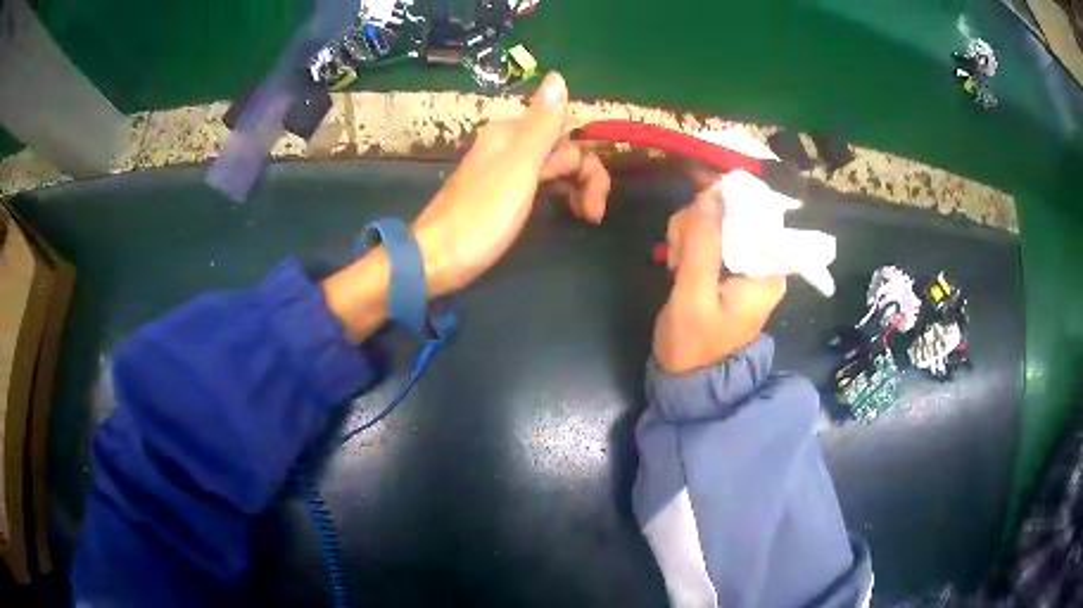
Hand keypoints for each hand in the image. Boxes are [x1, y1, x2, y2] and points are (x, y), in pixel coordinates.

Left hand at [412, 71, 610, 296]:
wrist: (435, 259)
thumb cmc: (481, 217)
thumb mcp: (518, 168)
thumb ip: (541, 125)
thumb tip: (558, 76)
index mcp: (512, 134)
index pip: (568, 138)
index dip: (588, 167)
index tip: (595, 204)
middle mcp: (507, 144)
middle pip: (562, 151)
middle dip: (585, 179)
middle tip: (593, 216)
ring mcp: (502, 168)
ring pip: (553, 167)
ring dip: (575, 188)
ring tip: (585, 217)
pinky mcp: (498, 192)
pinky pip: (538, 182)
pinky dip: (556, 193)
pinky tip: (564, 210)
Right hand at [653, 189, 785, 373]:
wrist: (687, 377)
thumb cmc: (694, 344)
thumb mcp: (694, 295)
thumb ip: (701, 246)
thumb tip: (708, 195)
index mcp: (767, 271)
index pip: (756, 215)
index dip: (723, 204)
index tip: (693, 214)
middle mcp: (762, 262)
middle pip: (733, 214)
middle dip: (699, 224)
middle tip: (677, 254)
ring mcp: (744, 264)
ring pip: (716, 222)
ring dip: (689, 234)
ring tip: (675, 264)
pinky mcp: (727, 267)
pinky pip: (709, 237)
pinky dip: (689, 242)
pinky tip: (677, 263)